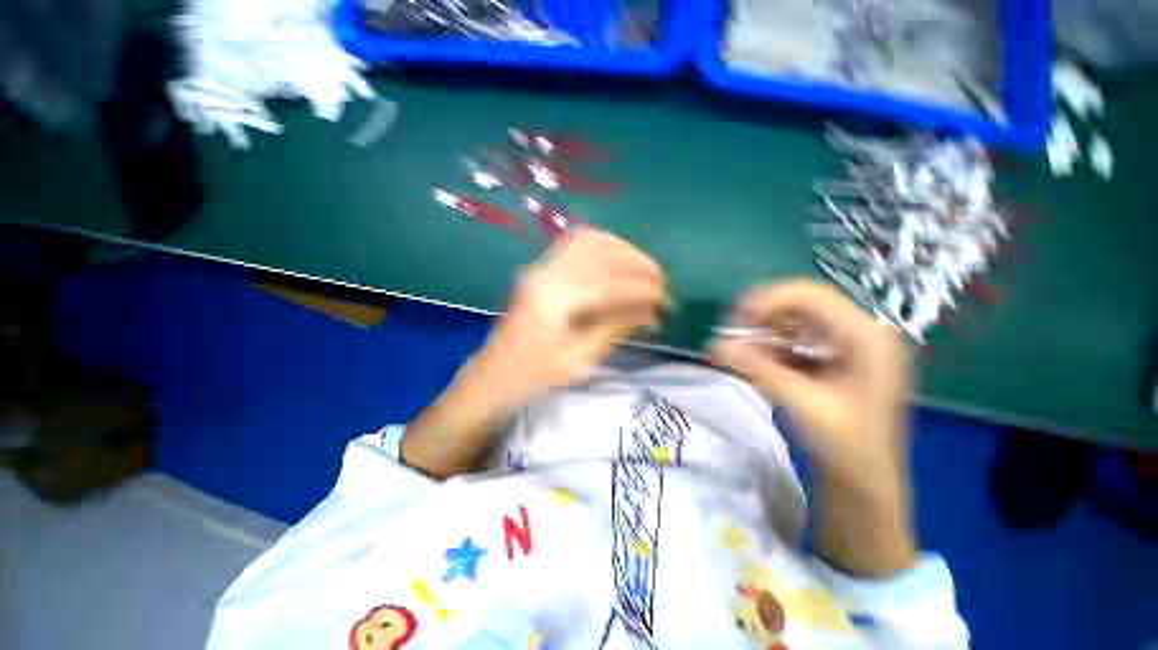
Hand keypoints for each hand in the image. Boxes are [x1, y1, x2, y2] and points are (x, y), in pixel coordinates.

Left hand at [464, 228, 665, 409]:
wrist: (493, 375)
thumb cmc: (534, 376)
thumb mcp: (579, 360)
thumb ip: (615, 329)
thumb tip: (651, 311)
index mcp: (553, 302)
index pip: (608, 284)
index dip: (641, 288)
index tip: (665, 299)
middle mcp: (545, 275)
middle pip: (599, 252)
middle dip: (636, 262)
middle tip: (660, 280)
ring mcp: (539, 268)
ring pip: (587, 241)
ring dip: (621, 250)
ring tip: (644, 268)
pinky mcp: (539, 270)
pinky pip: (574, 245)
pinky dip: (602, 247)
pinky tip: (618, 260)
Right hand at [711, 280, 915, 575]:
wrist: (864, 484)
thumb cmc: (846, 447)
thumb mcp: (801, 404)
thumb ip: (757, 369)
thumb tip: (715, 346)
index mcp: (867, 337)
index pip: (812, 296)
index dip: (769, 300)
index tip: (734, 319)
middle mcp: (860, 332)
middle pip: (802, 304)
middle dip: (762, 316)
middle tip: (731, 335)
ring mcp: (847, 345)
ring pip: (794, 321)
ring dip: (762, 332)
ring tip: (738, 351)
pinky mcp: (833, 359)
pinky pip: (794, 340)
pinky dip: (769, 347)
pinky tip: (754, 362)